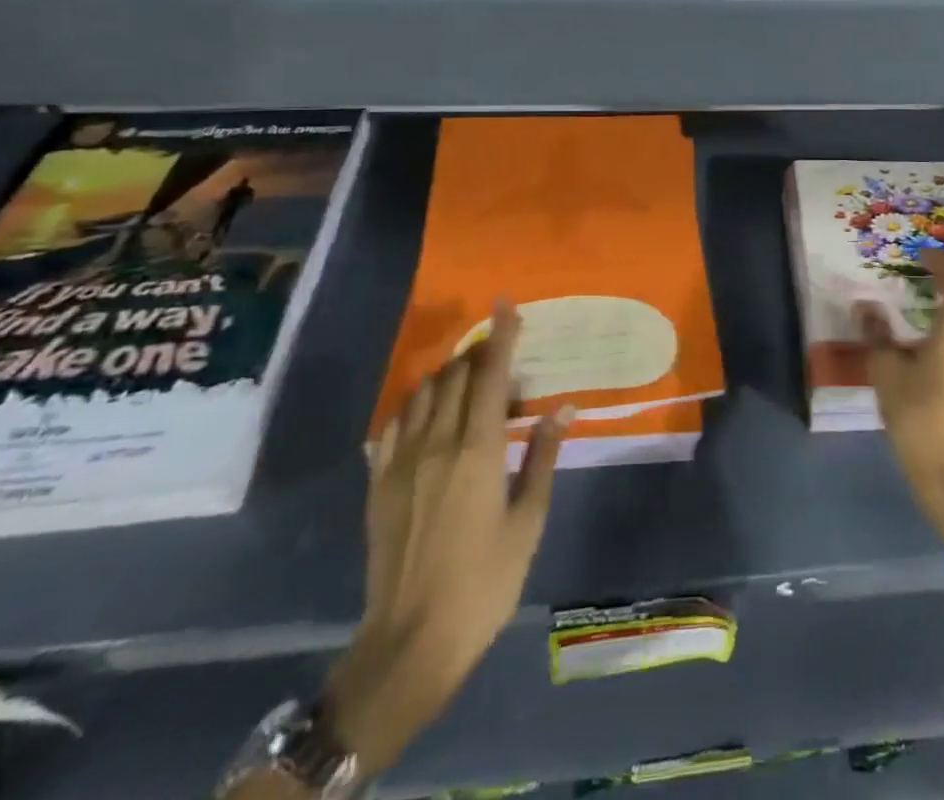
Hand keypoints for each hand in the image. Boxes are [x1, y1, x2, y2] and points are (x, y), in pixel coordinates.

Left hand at [326, 300, 570, 771]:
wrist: (411, 640)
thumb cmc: (485, 581)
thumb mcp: (528, 520)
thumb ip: (542, 456)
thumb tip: (564, 408)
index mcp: (478, 449)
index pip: (490, 375)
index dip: (500, 335)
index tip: (505, 303)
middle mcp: (437, 443)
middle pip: (456, 376)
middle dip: (479, 353)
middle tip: (501, 356)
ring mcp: (401, 461)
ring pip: (423, 393)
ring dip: (448, 376)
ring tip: (470, 384)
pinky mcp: (379, 482)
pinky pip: (394, 423)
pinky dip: (415, 405)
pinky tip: (428, 416)